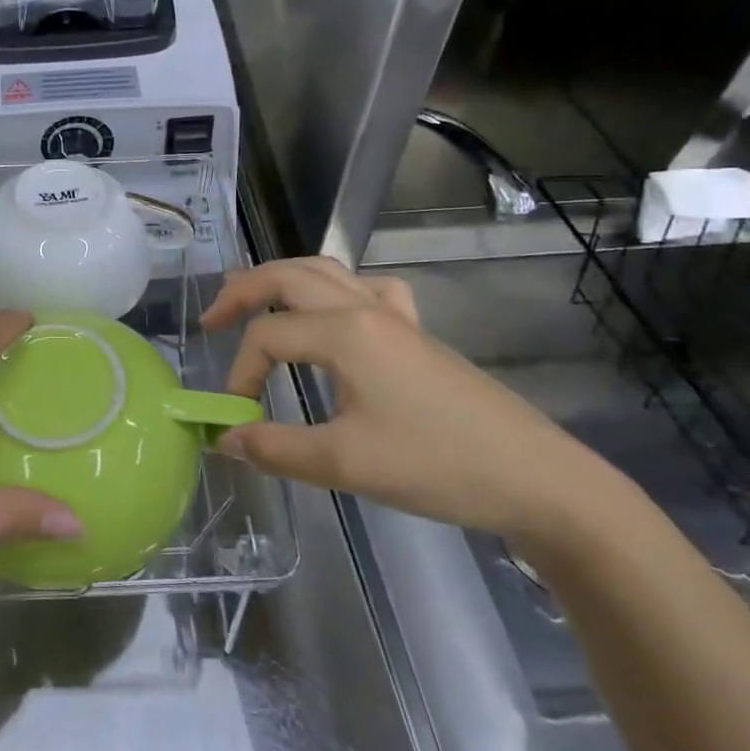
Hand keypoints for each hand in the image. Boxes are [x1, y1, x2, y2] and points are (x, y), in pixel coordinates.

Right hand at [202, 257, 606, 539]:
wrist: (537, 478)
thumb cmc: (438, 465)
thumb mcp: (345, 463)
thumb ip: (275, 448)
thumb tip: (223, 438)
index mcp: (344, 332)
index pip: (268, 336)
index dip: (239, 372)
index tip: (234, 416)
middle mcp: (365, 309)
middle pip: (288, 276)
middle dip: (242, 291)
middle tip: (211, 320)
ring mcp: (396, 316)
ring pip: (325, 272)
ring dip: (282, 281)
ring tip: (254, 302)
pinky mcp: (417, 333)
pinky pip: (368, 291)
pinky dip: (337, 291)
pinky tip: (337, 315)